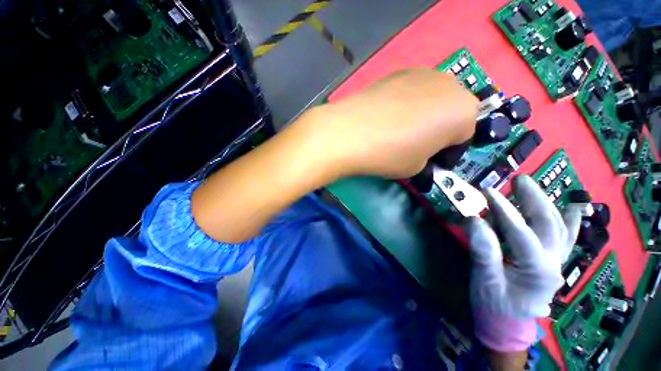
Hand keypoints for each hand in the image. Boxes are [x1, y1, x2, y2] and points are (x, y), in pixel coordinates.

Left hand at [302, 68, 477, 178]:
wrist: (352, 132)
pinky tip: (387, 118)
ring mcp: (423, 73)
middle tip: (418, 147)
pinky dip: (406, 105)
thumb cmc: (391, 154)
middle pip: (451, 113)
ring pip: (432, 100)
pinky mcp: (398, 72)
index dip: (448, 154)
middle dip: (439, 132)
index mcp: (464, 112)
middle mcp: (450, 85)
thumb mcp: (417, 169)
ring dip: (424, 116)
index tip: (432, 164)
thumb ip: (427, 160)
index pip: (464, 137)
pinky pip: (412, 92)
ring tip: (400, 132)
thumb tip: (421, 154)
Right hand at [466, 175, 580, 351]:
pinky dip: (572, 222)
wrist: (507, 322)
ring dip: (547, 204)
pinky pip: (567, 239)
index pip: (522, 233)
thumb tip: (474, 220)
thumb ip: (483, 250)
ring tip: (530, 187)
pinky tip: (575, 208)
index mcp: (538, 270)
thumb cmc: (494, 303)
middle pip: (549, 225)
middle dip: (533, 199)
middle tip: (517, 180)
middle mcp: (554, 263)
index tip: (488, 192)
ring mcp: (557, 262)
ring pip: (560, 228)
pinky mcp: (553, 262)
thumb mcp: (484, 279)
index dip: (504, 211)